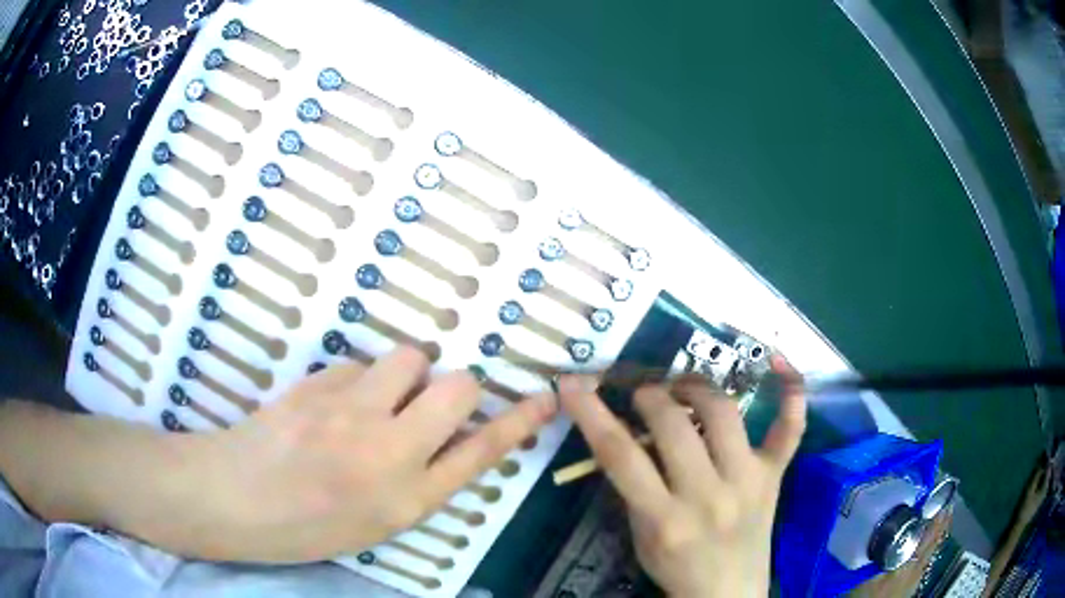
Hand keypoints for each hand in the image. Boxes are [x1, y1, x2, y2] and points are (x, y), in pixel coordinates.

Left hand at [177, 346, 556, 562]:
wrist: (234, 499)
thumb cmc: (305, 526)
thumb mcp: (375, 521)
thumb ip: (418, 480)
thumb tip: (446, 436)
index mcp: (408, 498)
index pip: (482, 450)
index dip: (518, 420)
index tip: (545, 395)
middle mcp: (390, 451)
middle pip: (457, 388)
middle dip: (457, 387)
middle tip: (431, 402)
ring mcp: (351, 411)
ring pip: (409, 358)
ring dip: (406, 374)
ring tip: (378, 398)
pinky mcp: (318, 384)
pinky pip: (359, 364)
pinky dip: (360, 378)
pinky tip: (334, 403)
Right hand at [558, 355, 805, 596]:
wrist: (729, 593)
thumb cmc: (676, 568)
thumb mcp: (640, 538)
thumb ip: (633, 488)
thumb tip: (627, 434)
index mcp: (665, 519)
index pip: (620, 455)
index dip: (590, 413)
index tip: (571, 384)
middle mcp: (709, 496)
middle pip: (673, 424)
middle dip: (650, 396)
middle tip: (643, 395)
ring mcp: (749, 481)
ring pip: (724, 413)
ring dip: (696, 387)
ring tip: (683, 387)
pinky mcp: (775, 475)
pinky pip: (791, 427)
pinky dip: (791, 392)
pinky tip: (780, 361)